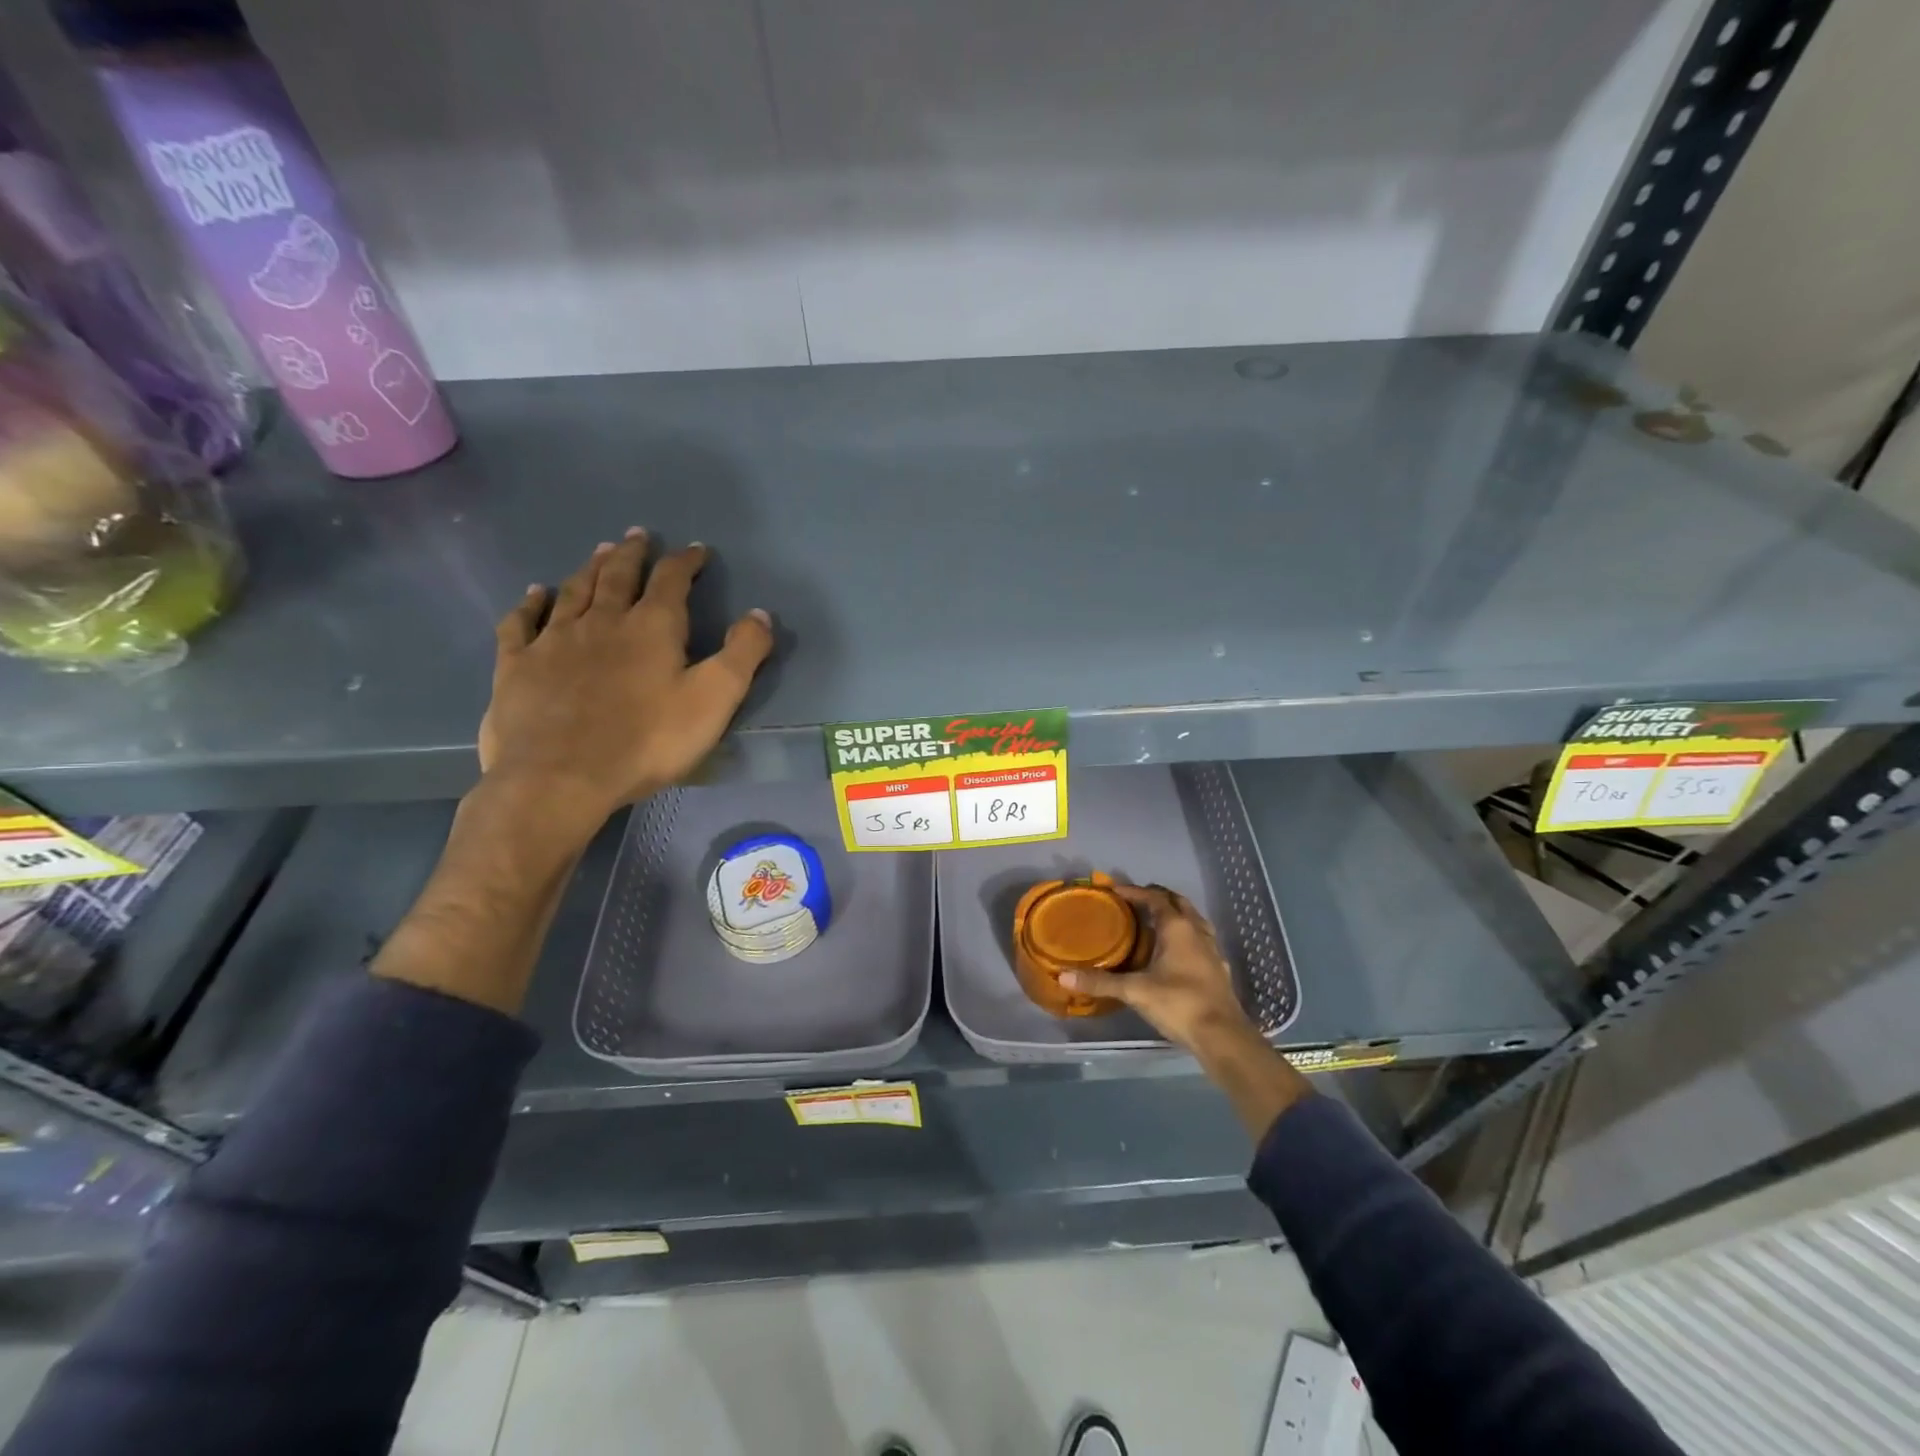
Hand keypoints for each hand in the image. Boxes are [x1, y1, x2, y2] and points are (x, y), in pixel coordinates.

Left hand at [478, 530, 773, 840]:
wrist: (561, 777)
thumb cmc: (648, 741)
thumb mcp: (714, 699)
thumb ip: (742, 654)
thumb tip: (760, 613)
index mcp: (651, 627)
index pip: (671, 580)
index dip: (685, 561)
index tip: (696, 550)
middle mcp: (601, 621)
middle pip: (617, 575)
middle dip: (632, 553)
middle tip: (637, 536)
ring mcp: (554, 640)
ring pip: (573, 591)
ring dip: (589, 568)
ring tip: (599, 551)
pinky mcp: (517, 665)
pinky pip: (522, 622)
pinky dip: (531, 603)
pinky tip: (535, 594)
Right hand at [1060, 884, 1257, 1056]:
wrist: (1223, 1036)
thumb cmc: (1179, 1004)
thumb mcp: (1135, 992)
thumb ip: (1101, 982)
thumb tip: (1064, 976)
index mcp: (1178, 928)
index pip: (1155, 898)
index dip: (1134, 891)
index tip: (1114, 891)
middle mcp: (1197, 931)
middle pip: (1178, 902)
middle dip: (1157, 897)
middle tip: (1134, 901)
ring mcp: (1211, 950)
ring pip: (1193, 920)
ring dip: (1175, 914)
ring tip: (1154, 922)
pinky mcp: (1218, 969)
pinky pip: (1201, 940)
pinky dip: (1186, 936)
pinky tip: (1176, 952)